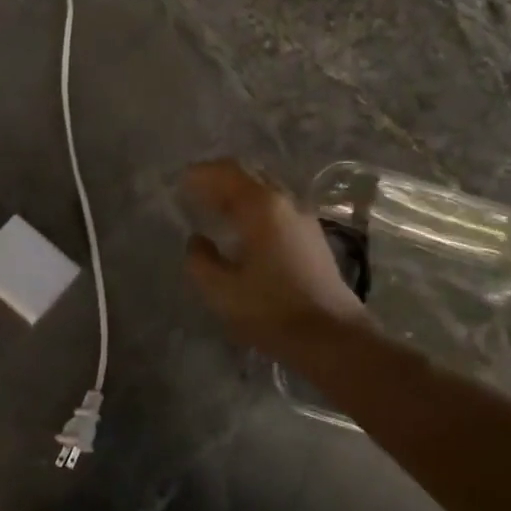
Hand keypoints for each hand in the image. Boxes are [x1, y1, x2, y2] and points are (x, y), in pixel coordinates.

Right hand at [182, 159, 369, 359]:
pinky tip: (243, 229)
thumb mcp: (221, 290)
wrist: (331, 337)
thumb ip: (200, 260)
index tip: (179, 182)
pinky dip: (254, 208)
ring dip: (238, 193)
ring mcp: (304, 219)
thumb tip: (197, 241)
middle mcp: (286, 203)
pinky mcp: (313, 238)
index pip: (227, 173)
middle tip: (194, 190)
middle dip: (219, 178)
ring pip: (266, 191)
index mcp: (261, 208)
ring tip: (215, 207)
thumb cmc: (271, 311)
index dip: (200, 174)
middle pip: (249, 175)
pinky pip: (277, 209)